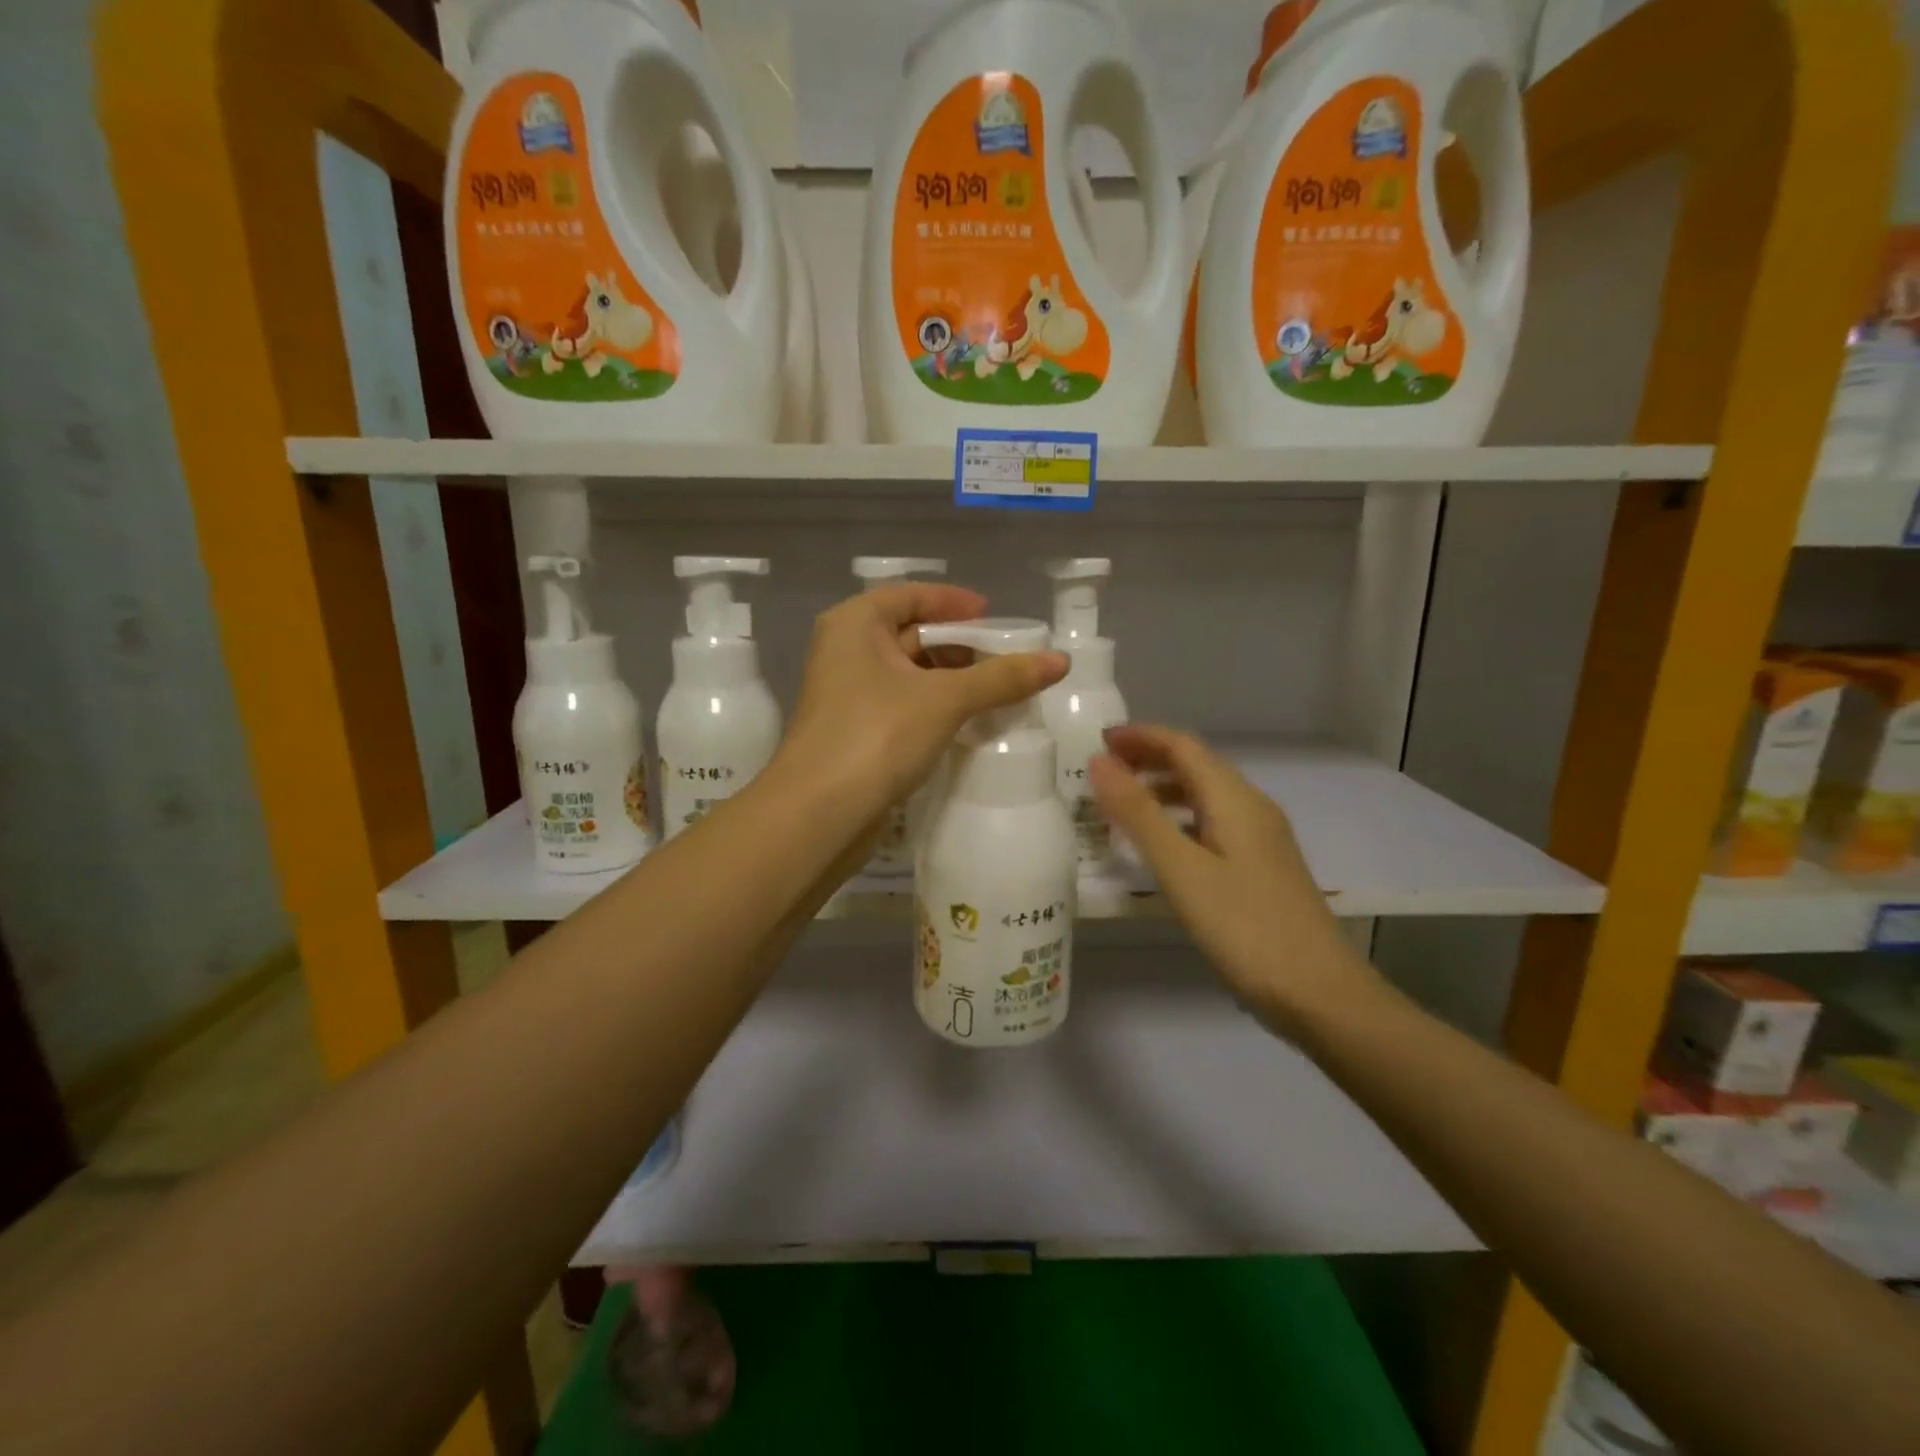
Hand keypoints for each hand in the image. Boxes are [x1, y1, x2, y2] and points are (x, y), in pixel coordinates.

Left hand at [779, 583, 1066, 822]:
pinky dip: (934, 707)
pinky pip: (902, 705)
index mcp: (855, 624)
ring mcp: (847, 694)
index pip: (912, 596)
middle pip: (911, 634)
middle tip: (1007, 660)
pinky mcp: (854, 732)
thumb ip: (1002, 678)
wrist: (819, 814)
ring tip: (997, 692)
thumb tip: (1062, 661)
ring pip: (908, 674)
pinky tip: (968, 722)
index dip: (955, 603)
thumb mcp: (945, 699)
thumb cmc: (877, 735)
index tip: (995, 617)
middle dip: (960, 646)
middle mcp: (845, 650)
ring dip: (951, 680)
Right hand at [1089, 724, 1379, 1034]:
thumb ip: (1138, 813)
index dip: (1140, 736)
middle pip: (1196, 766)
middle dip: (1148, 759)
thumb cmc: (1244, 926)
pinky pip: (1213, 824)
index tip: (1097, 741)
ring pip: (1205, 796)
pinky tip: (1162, 848)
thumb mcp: (1181, 868)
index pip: (1183, 746)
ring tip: (1122, 806)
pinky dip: (1179, 820)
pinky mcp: (1262, 868)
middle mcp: (1252, 808)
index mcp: (1235, 799)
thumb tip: (1099, 761)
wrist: (1319, 993)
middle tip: (1102, 772)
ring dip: (1162, 790)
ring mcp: (1262, 839)